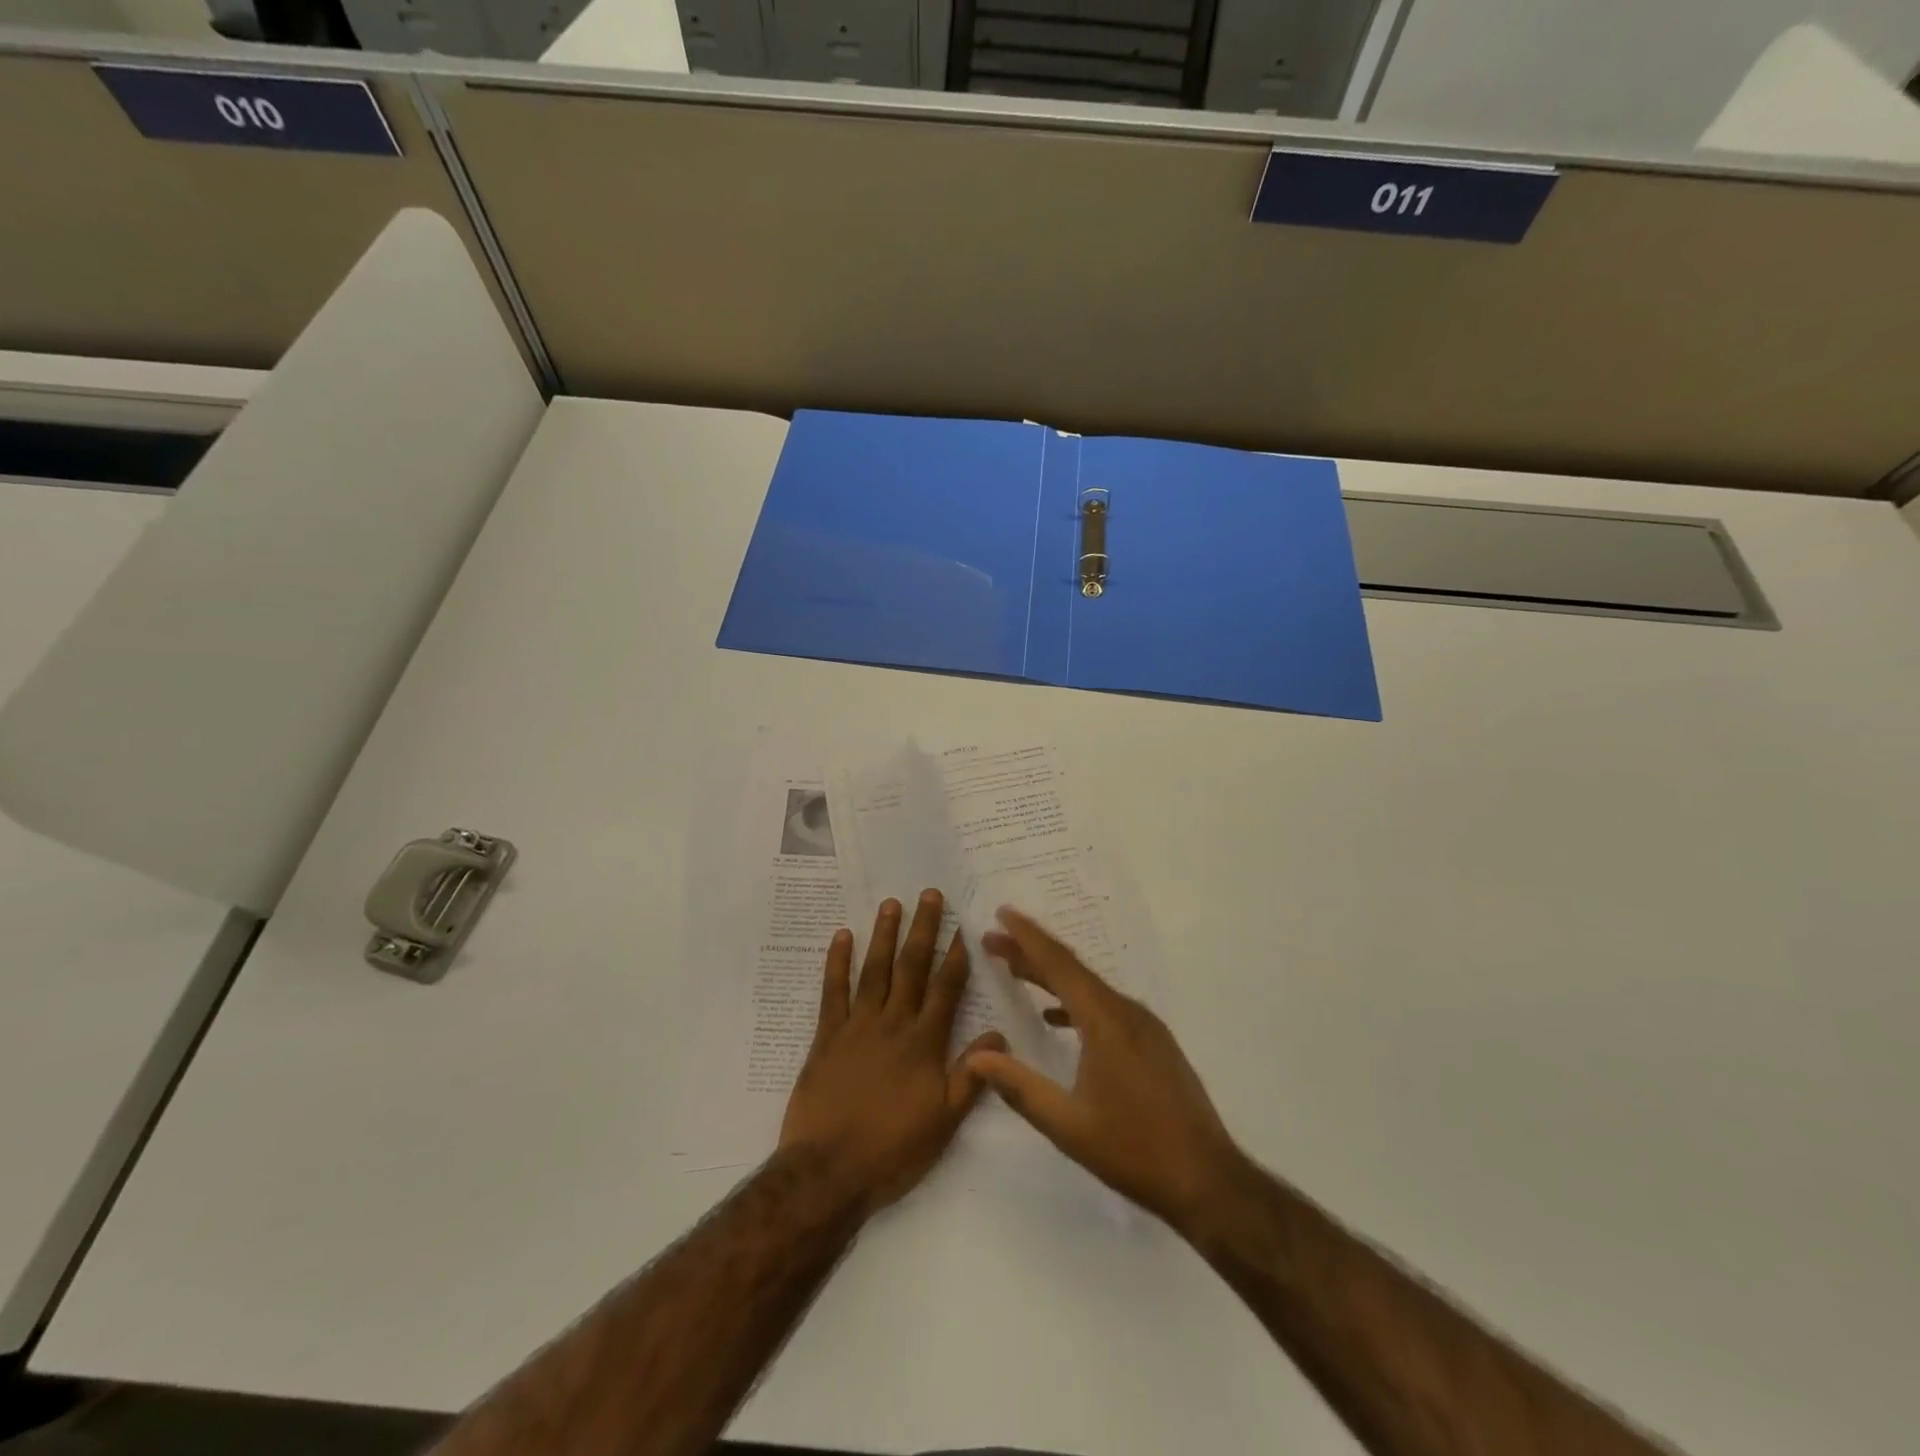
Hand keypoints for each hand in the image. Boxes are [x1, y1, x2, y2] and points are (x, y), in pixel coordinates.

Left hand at [779, 890, 1004, 1216]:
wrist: (829, 1172)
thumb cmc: (893, 1150)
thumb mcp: (944, 1121)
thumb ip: (972, 1075)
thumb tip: (999, 1035)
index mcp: (924, 1043)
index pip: (946, 989)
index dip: (956, 957)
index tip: (963, 926)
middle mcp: (893, 1024)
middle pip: (912, 968)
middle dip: (923, 929)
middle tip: (929, 894)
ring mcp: (857, 1026)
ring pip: (874, 971)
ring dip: (883, 935)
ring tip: (891, 903)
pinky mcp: (826, 1037)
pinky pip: (832, 992)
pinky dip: (837, 963)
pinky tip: (841, 936)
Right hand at [966, 907, 1244, 1233]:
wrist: (1208, 1181)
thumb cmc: (1134, 1151)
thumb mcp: (1068, 1125)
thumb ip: (1019, 1087)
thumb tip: (976, 1056)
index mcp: (1106, 1021)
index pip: (1059, 965)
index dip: (1027, 937)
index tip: (1002, 912)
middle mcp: (1127, 1012)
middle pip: (1073, 970)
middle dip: (1031, 952)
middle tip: (994, 940)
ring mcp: (1145, 1027)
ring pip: (1090, 989)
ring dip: (1052, 977)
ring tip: (1017, 970)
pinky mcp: (1154, 1044)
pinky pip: (1106, 1007)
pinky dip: (1075, 1003)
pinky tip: (1056, 1018)